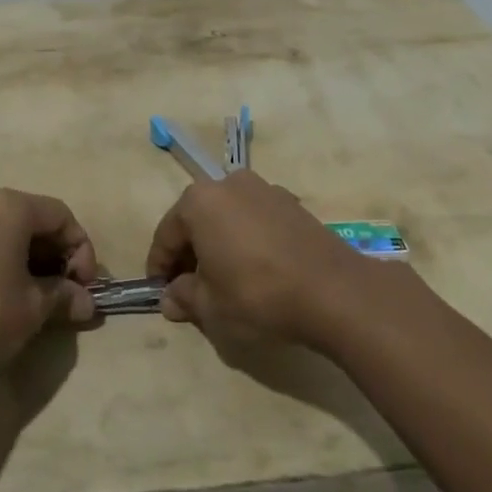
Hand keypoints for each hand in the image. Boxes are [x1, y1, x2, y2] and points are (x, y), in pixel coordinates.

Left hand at [0, 190, 97, 386]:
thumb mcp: (32, 309)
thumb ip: (63, 297)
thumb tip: (86, 303)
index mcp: (8, 206)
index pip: (61, 216)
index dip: (81, 250)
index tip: (85, 287)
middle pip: (32, 219)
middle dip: (55, 255)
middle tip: (65, 293)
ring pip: (5, 231)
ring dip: (28, 259)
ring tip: (37, 298)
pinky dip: (0, 260)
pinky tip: (3, 294)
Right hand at [145, 171, 368, 349]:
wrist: (332, 291)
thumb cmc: (257, 295)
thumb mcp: (211, 307)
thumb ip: (184, 298)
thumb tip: (171, 298)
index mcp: (199, 201)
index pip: (167, 235)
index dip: (159, 267)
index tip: (160, 293)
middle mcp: (228, 184)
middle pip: (197, 220)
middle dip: (190, 254)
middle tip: (190, 289)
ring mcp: (263, 189)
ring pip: (227, 218)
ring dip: (219, 245)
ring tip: (224, 280)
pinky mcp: (291, 203)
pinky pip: (255, 220)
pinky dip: (247, 240)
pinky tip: (256, 270)